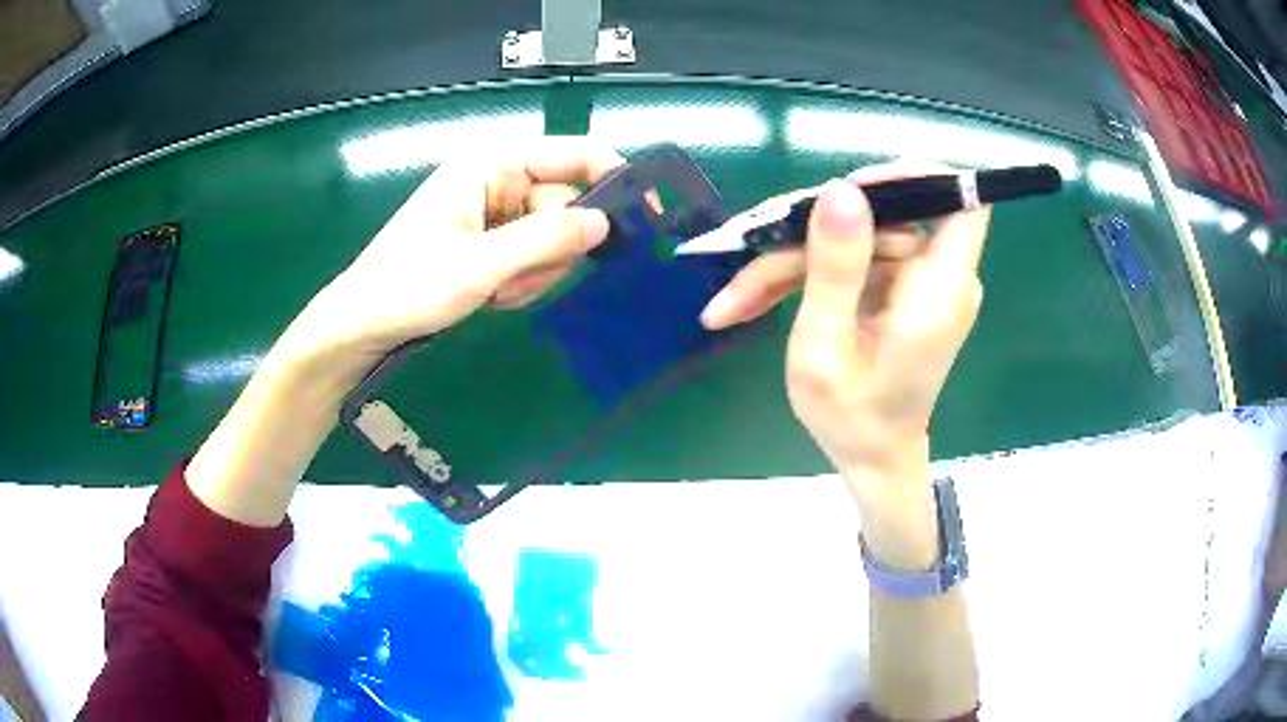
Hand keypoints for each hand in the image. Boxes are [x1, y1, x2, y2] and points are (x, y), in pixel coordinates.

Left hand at [285, 137, 623, 371]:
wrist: (362, 327)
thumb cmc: (407, 287)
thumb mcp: (479, 265)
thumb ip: (545, 240)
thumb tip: (605, 224)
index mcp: (491, 165)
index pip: (572, 154)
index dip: (613, 177)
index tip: (646, 215)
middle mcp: (497, 180)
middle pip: (565, 204)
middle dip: (553, 248)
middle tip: (521, 280)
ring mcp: (494, 213)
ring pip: (552, 236)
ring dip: (536, 271)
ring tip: (497, 292)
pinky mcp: (491, 241)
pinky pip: (532, 255)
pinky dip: (522, 280)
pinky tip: (492, 296)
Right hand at [700, 161, 989, 490]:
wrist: (871, 459)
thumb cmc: (851, 418)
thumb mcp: (828, 347)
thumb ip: (836, 268)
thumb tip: (840, 189)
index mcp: (940, 289)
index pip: (962, 202)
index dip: (916, 178)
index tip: (854, 190)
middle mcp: (938, 276)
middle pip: (881, 217)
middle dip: (812, 232)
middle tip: (750, 256)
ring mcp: (917, 281)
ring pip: (854, 237)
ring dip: (792, 261)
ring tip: (735, 300)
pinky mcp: (897, 288)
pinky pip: (852, 260)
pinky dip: (804, 275)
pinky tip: (751, 302)